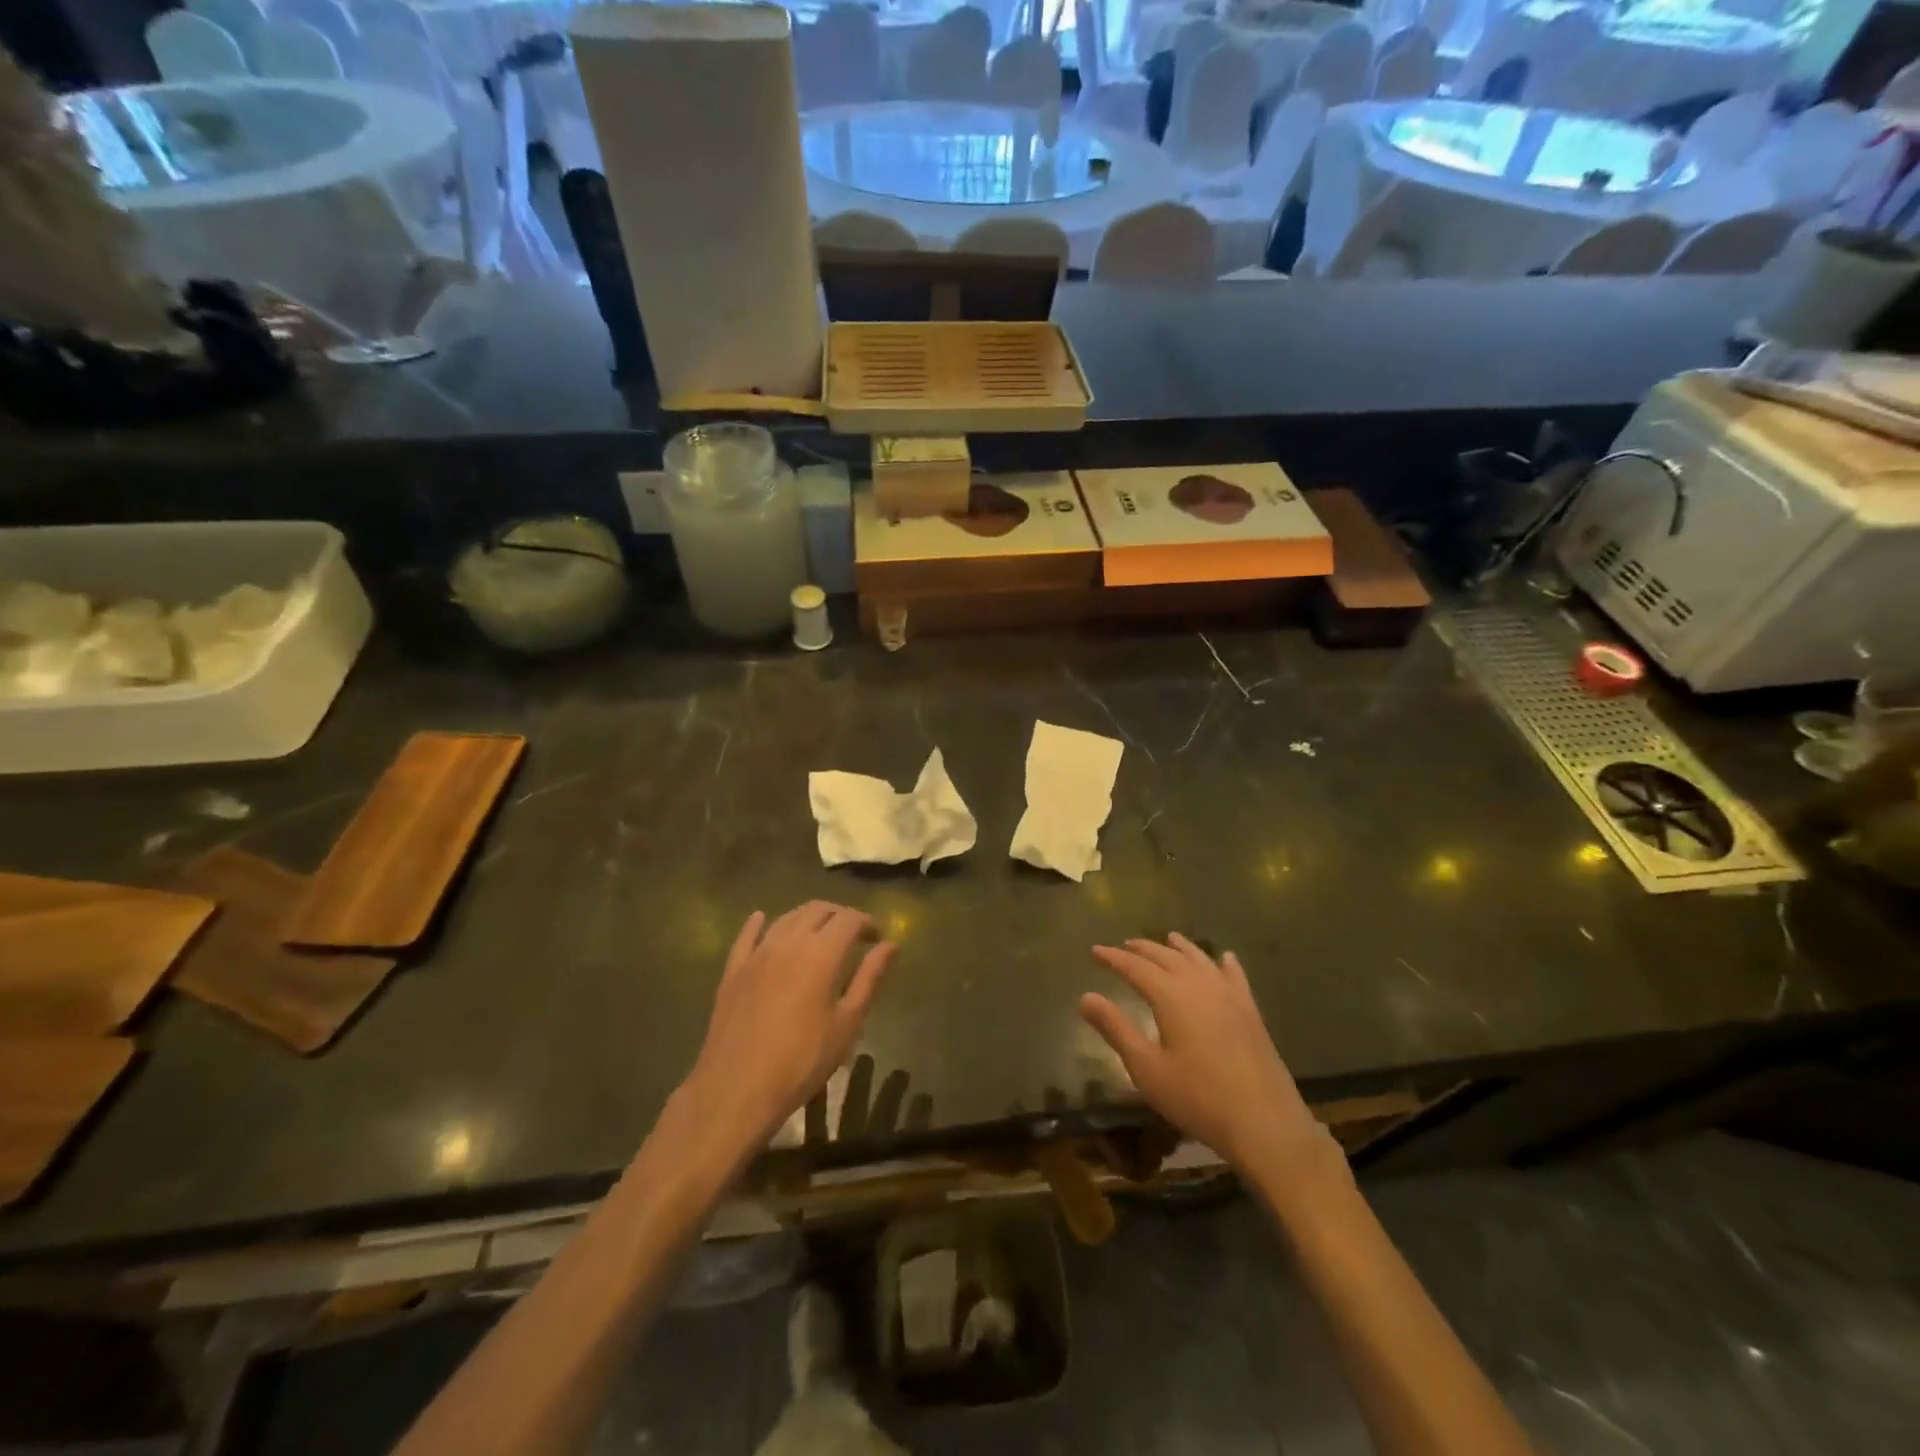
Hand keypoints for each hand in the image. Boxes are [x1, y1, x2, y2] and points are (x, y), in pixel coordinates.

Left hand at [680, 902, 895, 1160]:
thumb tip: (891, 945)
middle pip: (817, 910)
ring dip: (808, 918)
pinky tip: (762, 920)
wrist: (737, 1090)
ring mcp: (756, 954)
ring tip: (820, 934)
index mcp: (820, 953)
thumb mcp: (847, 1024)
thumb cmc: (802, 1061)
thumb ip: (869, 978)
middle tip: (854, 935)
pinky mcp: (733, 970)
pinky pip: (747, 936)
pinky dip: (758, 924)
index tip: (877, 938)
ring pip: (786, 918)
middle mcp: (788, 942)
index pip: (849, 919)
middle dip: (840, 915)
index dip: (867, 922)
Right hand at [1080, 934, 1322, 1173]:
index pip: (1135, 967)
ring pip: (1200, 960)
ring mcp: (1230, 996)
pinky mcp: (1251, 1012)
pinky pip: (1235, 976)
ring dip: (1181, 948)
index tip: (1095, 950)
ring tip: (1168, 938)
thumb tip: (1085, 997)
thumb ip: (1116, 1029)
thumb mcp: (1147, 1069)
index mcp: (1171, 997)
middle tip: (1125, 945)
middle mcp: (1200, 986)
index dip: (1113, 958)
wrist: (1264, 1123)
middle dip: (1143, 949)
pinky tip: (1225, 958)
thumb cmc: (1198, 1098)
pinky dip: (1225, 963)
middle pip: (1167, 957)